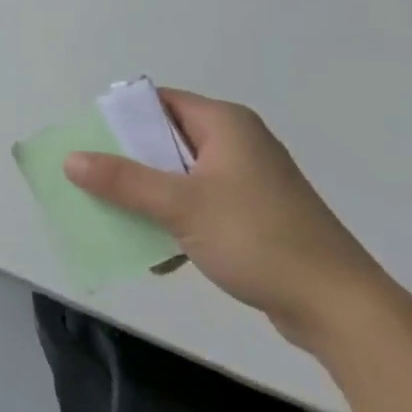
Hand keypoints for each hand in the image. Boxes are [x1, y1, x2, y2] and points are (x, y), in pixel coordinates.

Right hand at [63, 89, 390, 348]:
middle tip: (92, 181)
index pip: (159, 102)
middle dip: (128, 163)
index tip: (88, 142)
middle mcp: (238, 143)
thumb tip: (70, 159)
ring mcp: (249, 181)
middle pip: (166, 140)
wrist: (342, 309)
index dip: (121, 118)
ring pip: (180, 177)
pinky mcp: (256, 217)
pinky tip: (158, 254)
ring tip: (116, 220)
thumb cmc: (258, 239)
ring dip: (149, 198)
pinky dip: (176, 222)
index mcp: (225, 124)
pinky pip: (201, 206)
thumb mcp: (180, 206)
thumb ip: (122, 181)